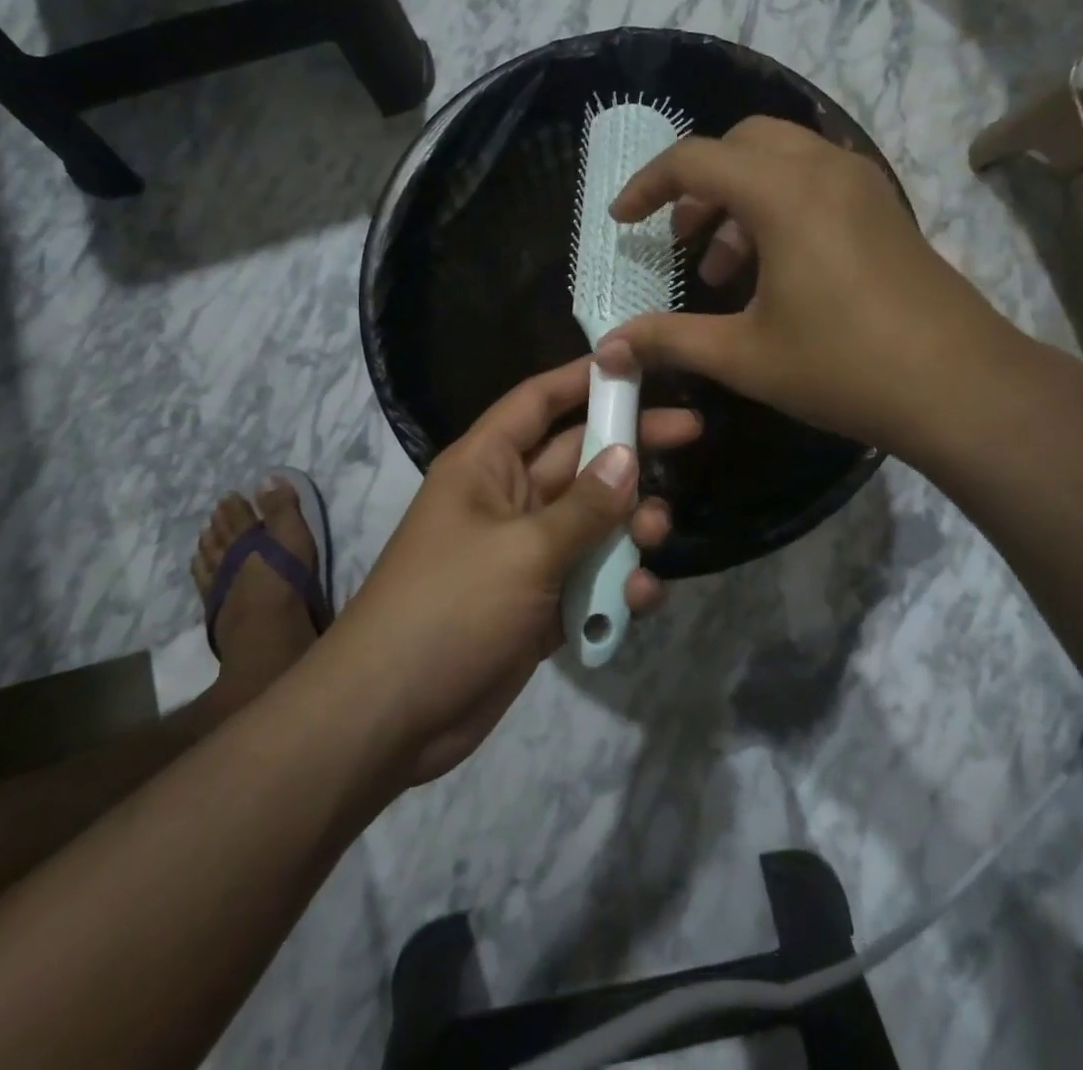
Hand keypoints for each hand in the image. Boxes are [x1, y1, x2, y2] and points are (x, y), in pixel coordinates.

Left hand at [330, 355, 699, 784]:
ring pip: (592, 520)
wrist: (391, 717)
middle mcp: (508, 499)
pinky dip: (616, 584)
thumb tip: (628, 458)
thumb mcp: (524, 550)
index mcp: (486, 466)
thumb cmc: (449, 608)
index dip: (583, 378)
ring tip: (656, 534)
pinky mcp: (540, 602)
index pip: (537, 401)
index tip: (637, 365)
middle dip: (629, 449)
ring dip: (629, 525)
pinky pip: (588, 577)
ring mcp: (525, 553)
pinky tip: (638, 599)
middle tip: (690, 431)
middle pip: (578, 457)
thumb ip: (584, 507)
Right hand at [603, 117, 1032, 461]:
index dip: (647, 186)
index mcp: (783, 192)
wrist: (958, 386)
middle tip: (682, 238)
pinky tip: (776, 270)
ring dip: (740, 197)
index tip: (623, 221)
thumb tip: (608, 349)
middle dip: (699, 183)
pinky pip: (816, 180)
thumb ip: (670, 340)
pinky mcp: (884, 209)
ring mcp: (863, 185)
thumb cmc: (842, 366)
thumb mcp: (743, 356)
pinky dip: (779, 205)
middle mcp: (824, 169)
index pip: (694, 159)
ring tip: (724, 268)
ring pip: (782, 159)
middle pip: (741, 142)